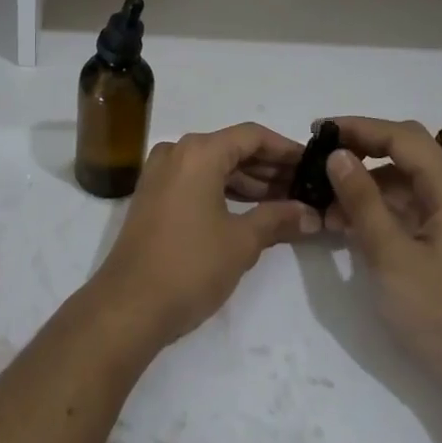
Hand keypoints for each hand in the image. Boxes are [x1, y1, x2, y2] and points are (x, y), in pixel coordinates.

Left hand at [91, 123, 319, 349]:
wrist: (128, 306)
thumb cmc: (190, 266)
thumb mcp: (241, 242)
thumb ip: (278, 219)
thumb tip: (312, 214)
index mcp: (198, 152)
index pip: (252, 136)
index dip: (285, 149)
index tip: (313, 165)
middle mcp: (177, 152)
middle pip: (232, 148)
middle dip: (270, 168)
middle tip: (304, 188)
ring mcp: (161, 173)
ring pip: (214, 166)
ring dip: (249, 181)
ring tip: (286, 203)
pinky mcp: (154, 196)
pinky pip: (197, 181)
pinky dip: (225, 191)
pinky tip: (253, 212)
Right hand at [324, 118, 441, 425]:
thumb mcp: (392, 257)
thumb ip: (363, 201)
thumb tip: (338, 154)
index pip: (402, 137)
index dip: (359, 127)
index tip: (318, 130)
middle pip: (407, 153)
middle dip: (363, 149)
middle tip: (321, 157)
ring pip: (405, 184)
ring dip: (366, 184)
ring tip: (325, 202)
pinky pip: (408, 213)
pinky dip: (378, 211)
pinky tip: (349, 228)